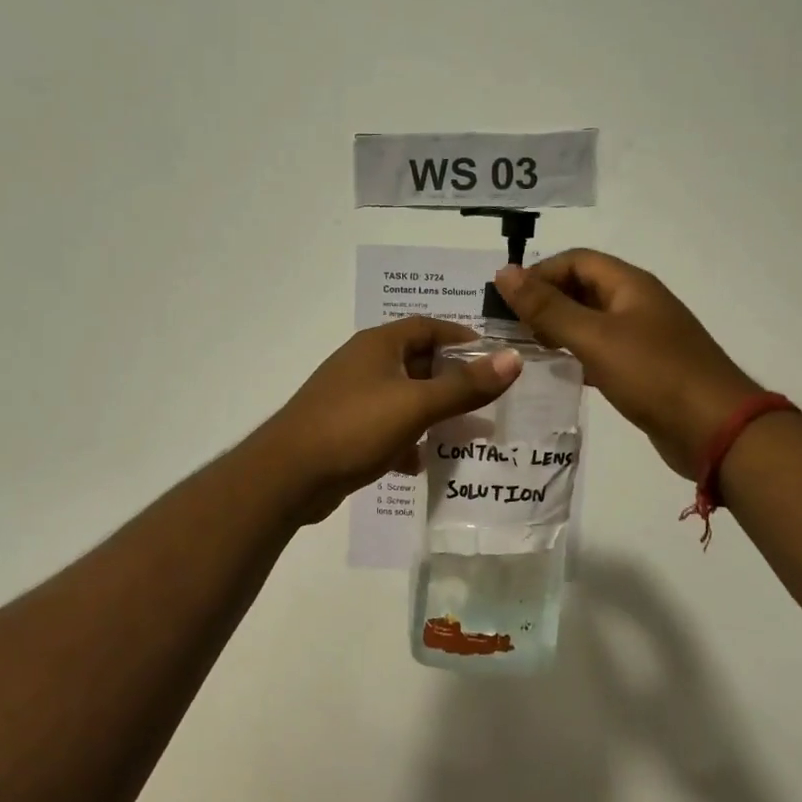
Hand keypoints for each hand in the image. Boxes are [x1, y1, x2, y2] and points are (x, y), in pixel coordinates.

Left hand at [253, 317, 522, 522]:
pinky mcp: (344, 430)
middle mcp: (363, 364)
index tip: (493, 356)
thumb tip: (512, 359)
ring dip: (431, 413)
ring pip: (403, 398)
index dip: (460, 336)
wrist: (289, 475)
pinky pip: (385, 428)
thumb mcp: (416, 404)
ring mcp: (351, 398)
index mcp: (378, 345)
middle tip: (486, 398)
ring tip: (465, 432)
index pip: (426, 326)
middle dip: (451, 379)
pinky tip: (421, 462)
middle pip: (417, 362)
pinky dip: (406, 440)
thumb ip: (465, 385)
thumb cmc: (354, 427)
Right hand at [495, 251, 759, 479]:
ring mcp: (643, 337)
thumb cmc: (654, 375)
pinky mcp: (645, 369)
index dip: (540, 273)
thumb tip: (504, 272)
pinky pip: (602, 350)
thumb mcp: (594, 338)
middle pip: (583, 288)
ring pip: (591, 321)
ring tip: (526, 349)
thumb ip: (547, 308)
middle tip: (511, 329)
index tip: (507, 302)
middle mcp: (637, 304)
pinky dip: (577, 355)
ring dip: (558, 329)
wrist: (716, 430)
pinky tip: (558, 372)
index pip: (576, 260)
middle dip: (546, 301)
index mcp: (630, 285)